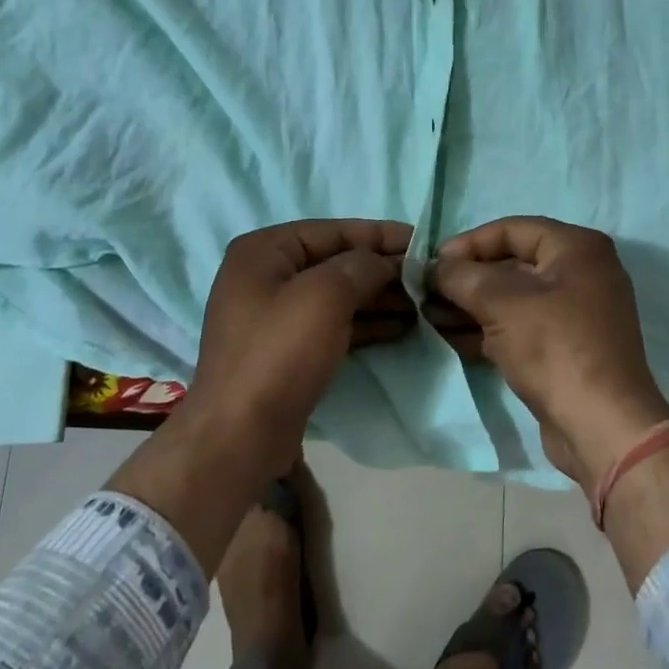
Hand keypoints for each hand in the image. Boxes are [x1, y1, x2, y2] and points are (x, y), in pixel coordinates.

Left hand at [180, 218, 414, 486]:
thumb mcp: (325, 296)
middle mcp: (265, 275)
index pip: (332, 230)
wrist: (241, 437)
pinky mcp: (287, 350)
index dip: (379, 235)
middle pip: (335, 262)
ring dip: (379, 297)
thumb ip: (361, 266)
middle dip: (382, 270)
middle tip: (427, 279)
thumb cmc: (280, 354)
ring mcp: (274, 315)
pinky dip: (365, 323)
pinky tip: (401, 327)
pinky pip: (333, 324)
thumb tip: (385, 262)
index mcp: (263, 251)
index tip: (422, 241)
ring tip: (423, 304)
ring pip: (337, 295)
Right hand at [428, 217, 668, 491]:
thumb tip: (435, 267)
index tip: (432, 263)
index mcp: (577, 248)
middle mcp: (582, 272)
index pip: (512, 229)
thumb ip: (462, 276)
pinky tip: (453, 338)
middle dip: (467, 278)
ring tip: (431, 316)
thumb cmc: (553, 347)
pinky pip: (522, 327)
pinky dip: (489, 329)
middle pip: (512, 264)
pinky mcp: (567, 348)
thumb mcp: (501, 302)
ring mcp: (576, 313)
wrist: (601, 425)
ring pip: (513, 299)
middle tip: (427, 293)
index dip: (468, 243)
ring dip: (472, 306)